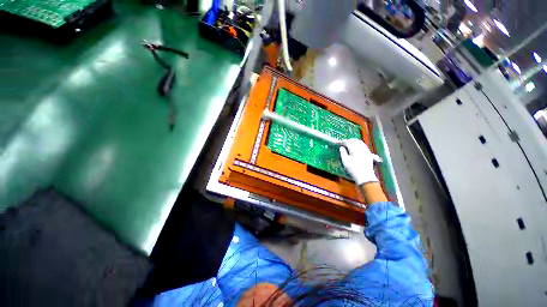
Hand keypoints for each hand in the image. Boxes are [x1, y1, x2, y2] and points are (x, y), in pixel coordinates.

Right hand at [339, 139, 377, 184]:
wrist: (365, 176)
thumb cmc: (353, 169)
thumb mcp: (345, 161)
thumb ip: (342, 153)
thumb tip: (341, 147)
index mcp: (355, 149)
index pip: (348, 142)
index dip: (342, 142)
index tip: (338, 143)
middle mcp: (361, 148)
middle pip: (354, 140)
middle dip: (348, 141)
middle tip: (342, 144)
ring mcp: (366, 150)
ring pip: (359, 142)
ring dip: (353, 142)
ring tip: (348, 145)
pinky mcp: (369, 153)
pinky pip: (363, 145)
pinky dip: (358, 144)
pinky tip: (355, 148)